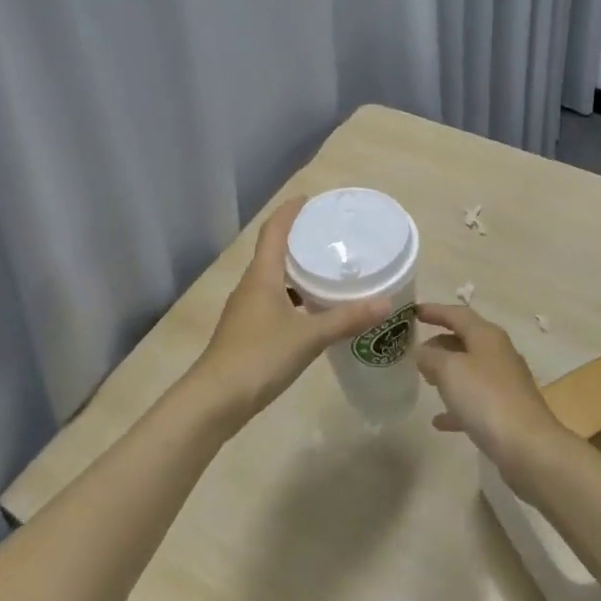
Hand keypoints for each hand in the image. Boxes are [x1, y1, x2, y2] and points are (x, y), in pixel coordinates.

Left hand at [186, 197, 391, 432]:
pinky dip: (293, 297)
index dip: (290, 211)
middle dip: (298, 239)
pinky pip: (273, 301)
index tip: (310, 199)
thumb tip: (386, 302)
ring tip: (327, 270)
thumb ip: (346, 318)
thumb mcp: (309, 337)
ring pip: (273, 278)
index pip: (274, 231)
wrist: (214, 401)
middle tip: (329, 234)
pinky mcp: (246, 332)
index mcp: (262, 276)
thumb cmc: (259, 357)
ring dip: (296, 270)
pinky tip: (312, 311)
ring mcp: (245, 310)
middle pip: (273, 251)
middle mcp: (251, 286)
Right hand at [414, 304, 565, 481]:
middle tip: (415, 350)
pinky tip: (438, 420)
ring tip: (424, 378)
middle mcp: (498, 354)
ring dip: (447, 372)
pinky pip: (475, 402)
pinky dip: (456, 405)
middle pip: (465, 340)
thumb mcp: (450, 370)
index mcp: (487, 336)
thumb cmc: (486, 398)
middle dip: (439, 342)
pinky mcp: (506, 412)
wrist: (528, 447)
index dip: (434, 311)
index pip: (457, 314)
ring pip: (470, 370)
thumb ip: (431, 356)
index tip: (412, 312)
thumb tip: (422, 351)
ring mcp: (504, 384)